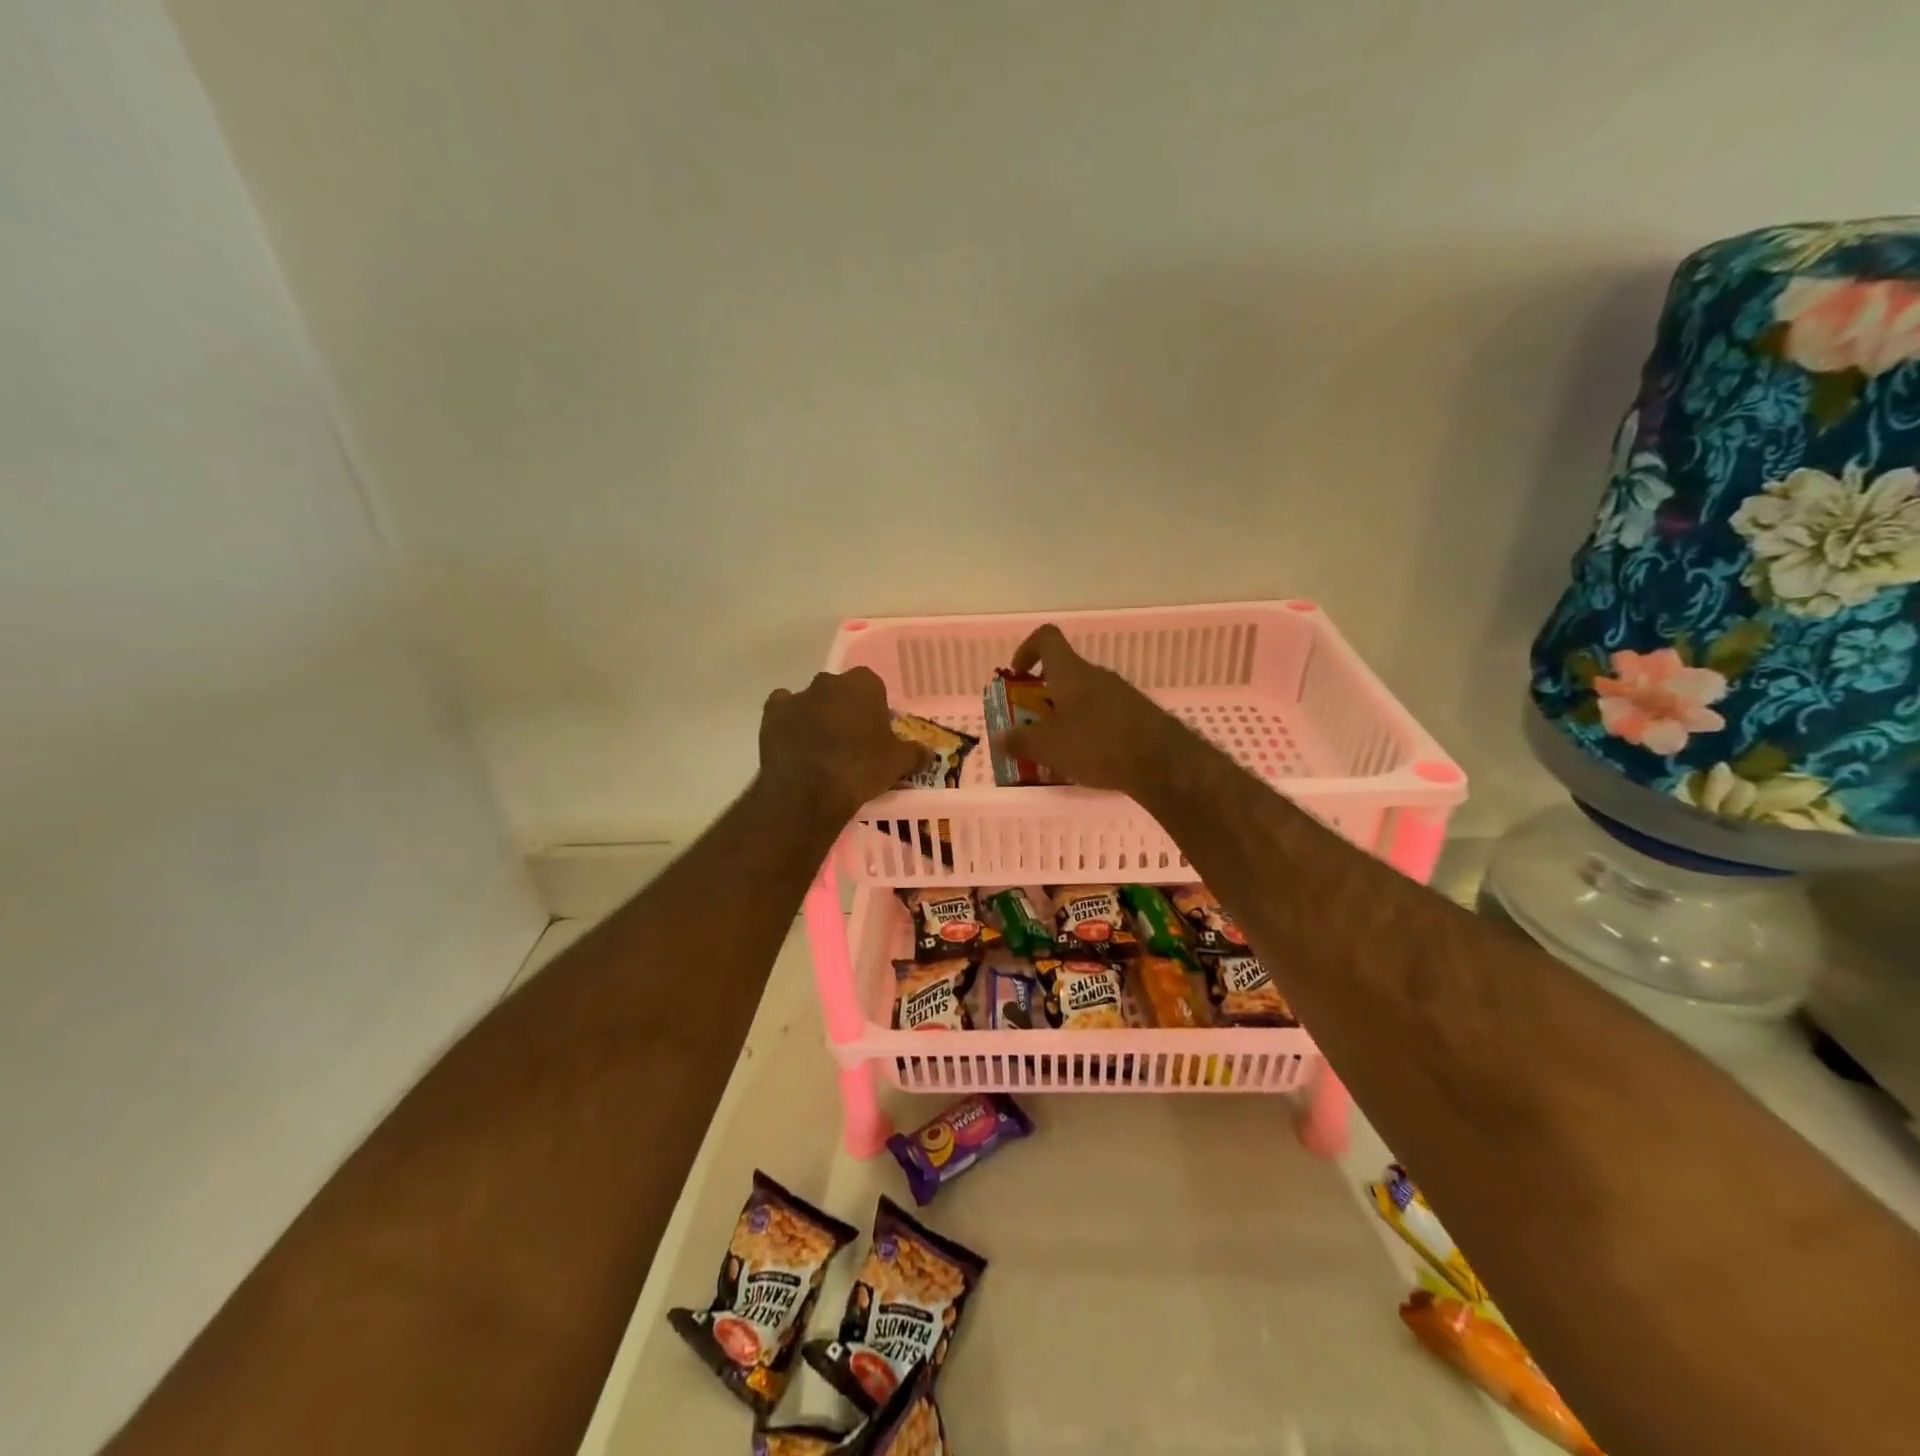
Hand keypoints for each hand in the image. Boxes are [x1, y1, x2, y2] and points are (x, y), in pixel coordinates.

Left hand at [758, 667, 928, 820]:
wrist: (809, 791)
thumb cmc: (861, 768)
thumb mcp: (898, 763)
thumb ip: (915, 753)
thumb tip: (928, 752)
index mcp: (863, 684)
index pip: (873, 687)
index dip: (875, 709)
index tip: (876, 733)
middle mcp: (829, 682)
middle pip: (841, 692)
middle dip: (846, 710)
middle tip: (852, 742)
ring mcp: (797, 696)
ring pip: (812, 701)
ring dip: (817, 716)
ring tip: (822, 750)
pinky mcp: (771, 714)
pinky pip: (783, 711)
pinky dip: (789, 723)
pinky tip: (796, 745)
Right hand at [996, 625, 1187, 793]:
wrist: (1163, 764)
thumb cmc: (1097, 745)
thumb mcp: (1049, 747)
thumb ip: (1020, 741)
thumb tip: (999, 738)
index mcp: (1071, 672)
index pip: (1046, 638)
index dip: (1027, 649)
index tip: (1017, 675)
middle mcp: (1097, 675)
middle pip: (1065, 674)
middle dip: (1044, 697)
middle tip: (1032, 726)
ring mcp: (1121, 694)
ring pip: (1085, 697)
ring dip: (1067, 716)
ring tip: (1058, 750)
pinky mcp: (1139, 715)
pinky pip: (1105, 715)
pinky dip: (1090, 731)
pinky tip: (1088, 761)